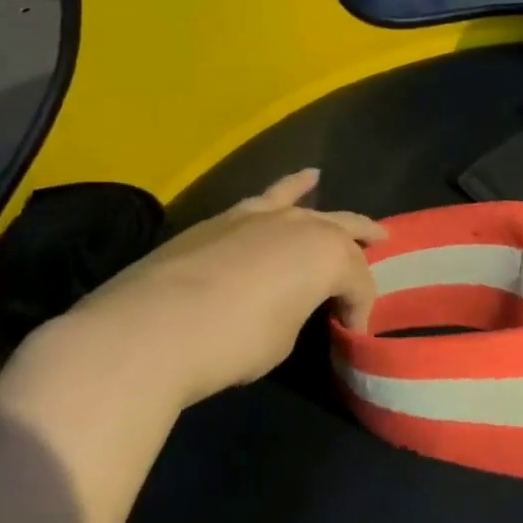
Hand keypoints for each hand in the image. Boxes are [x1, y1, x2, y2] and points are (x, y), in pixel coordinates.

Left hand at [34, 168, 385, 404]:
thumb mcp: (283, 339)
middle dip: (365, 252)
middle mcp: (302, 226)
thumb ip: (299, 312)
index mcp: (327, 257)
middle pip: (346, 235)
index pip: (358, 285)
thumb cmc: (231, 343)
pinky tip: (306, 179)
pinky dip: (292, 187)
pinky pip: (270, 196)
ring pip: (312, 209)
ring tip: (364, 225)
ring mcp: (261, 216)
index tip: (350, 335)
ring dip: (338, 218)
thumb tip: (291, 306)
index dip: (360, 311)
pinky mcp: (224, 219)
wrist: (146, 331)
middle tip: (375, 270)